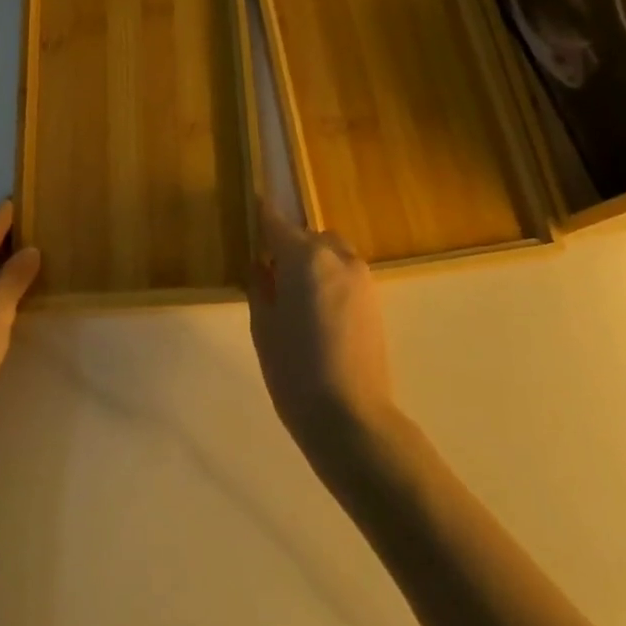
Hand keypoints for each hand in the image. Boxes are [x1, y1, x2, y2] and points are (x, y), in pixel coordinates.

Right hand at [248, 203, 396, 466]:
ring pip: (331, 251)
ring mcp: (361, 277)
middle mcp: (337, 256)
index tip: (251, 208)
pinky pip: (345, 272)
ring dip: (312, 260)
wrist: (351, 417)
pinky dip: (329, 277)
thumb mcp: (263, 327)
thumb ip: (260, 286)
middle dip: (289, 245)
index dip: (261, 215)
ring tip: (296, 295)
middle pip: (308, 235)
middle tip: (270, 273)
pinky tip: (317, 311)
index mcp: (304, 257)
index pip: (277, 222)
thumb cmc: (294, 371)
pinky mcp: (375, 299)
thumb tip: (261, 265)